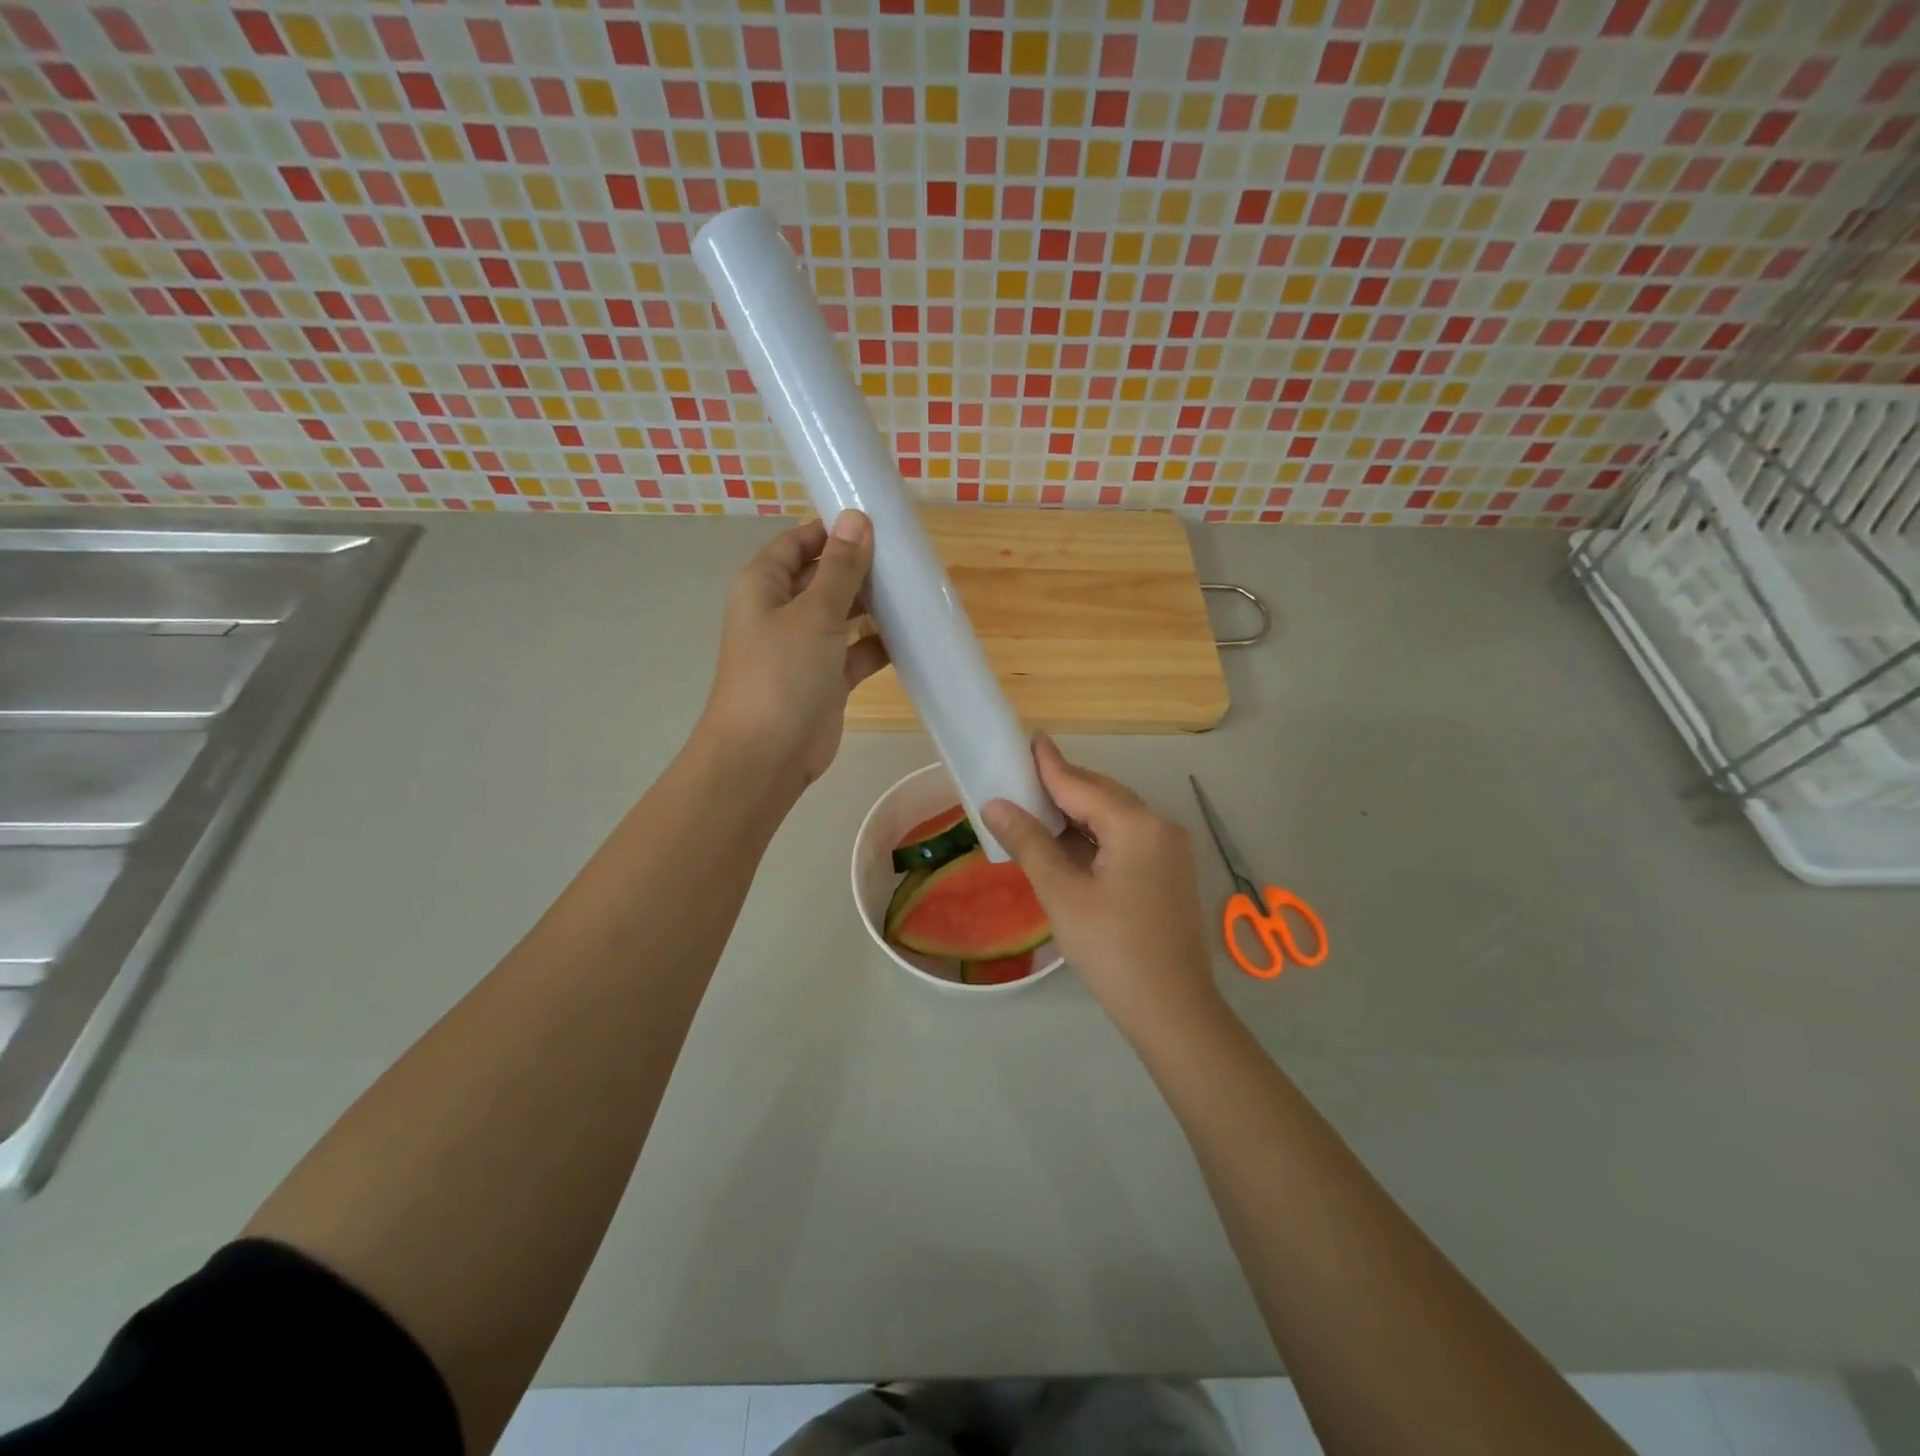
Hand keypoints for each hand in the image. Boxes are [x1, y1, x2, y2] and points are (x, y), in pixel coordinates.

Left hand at [698, 511, 887, 789]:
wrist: (766, 755)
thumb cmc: (782, 673)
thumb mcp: (814, 613)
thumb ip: (840, 568)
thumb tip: (857, 519)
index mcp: (764, 585)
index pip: (799, 543)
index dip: (833, 530)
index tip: (877, 522)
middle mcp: (781, 611)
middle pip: (823, 577)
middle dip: (861, 568)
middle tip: (907, 558)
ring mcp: (804, 647)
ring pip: (843, 615)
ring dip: (874, 606)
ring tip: (915, 590)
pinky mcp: (826, 679)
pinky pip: (856, 651)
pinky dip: (880, 644)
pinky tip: (913, 635)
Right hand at [984, 734, 1222, 1036]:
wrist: (1172, 1010)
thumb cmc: (1112, 949)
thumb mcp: (1062, 894)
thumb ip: (1029, 842)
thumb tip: (995, 805)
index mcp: (1135, 824)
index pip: (1080, 783)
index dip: (1049, 763)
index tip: (1029, 738)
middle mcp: (1159, 825)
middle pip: (1101, 795)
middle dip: (1061, 787)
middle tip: (1021, 779)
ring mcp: (1170, 849)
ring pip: (1115, 817)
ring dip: (1077, 814)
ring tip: (1037, 810)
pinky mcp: (1170, 872)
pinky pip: (1127, 838)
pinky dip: (1095, 836)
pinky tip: (1069, 845)